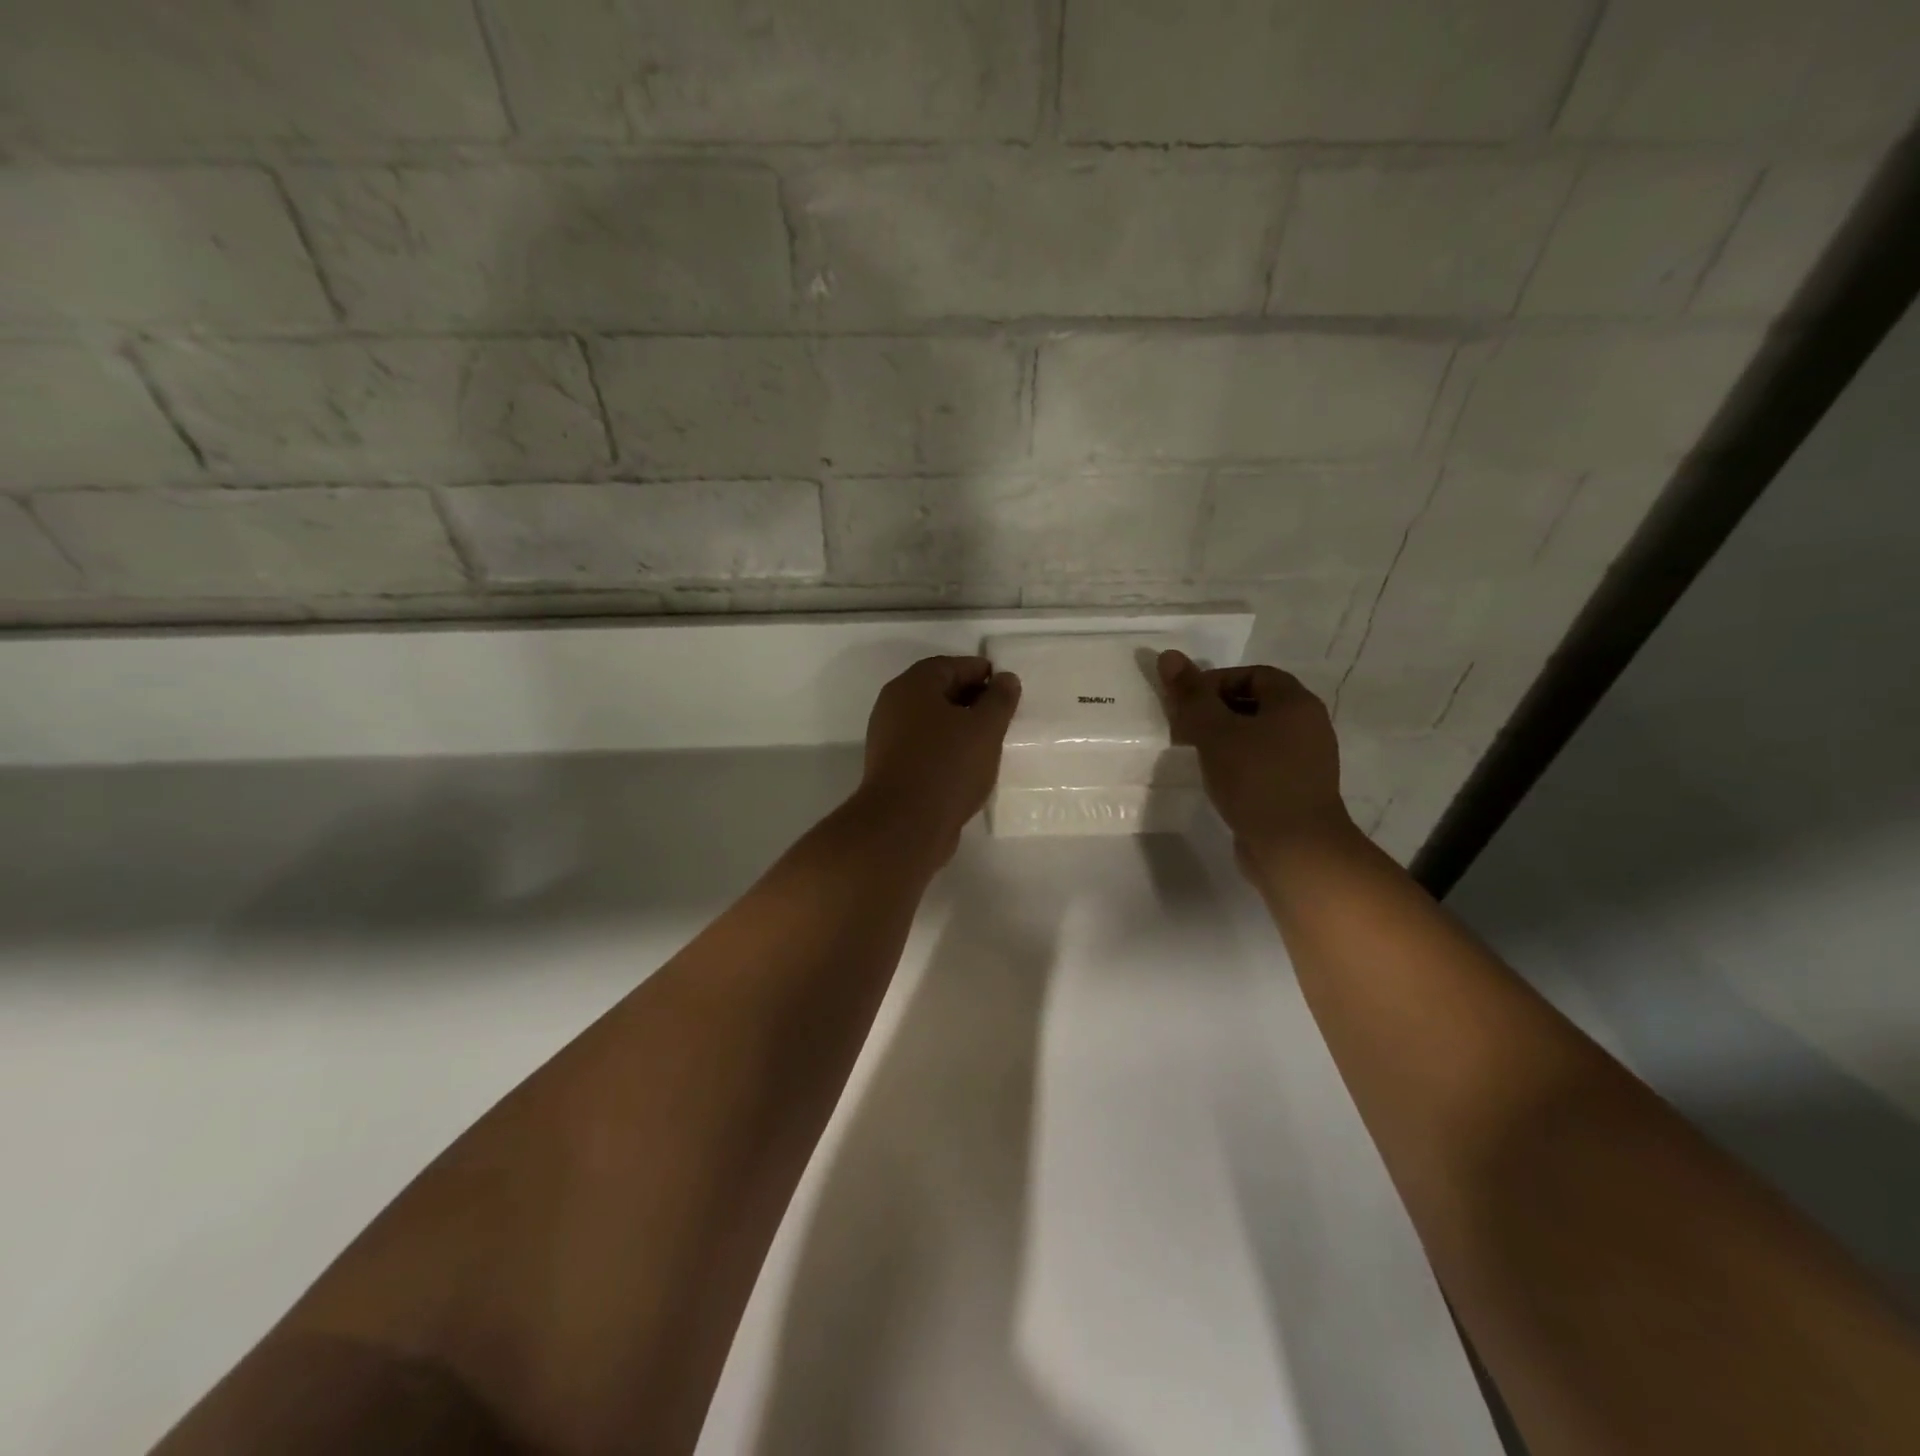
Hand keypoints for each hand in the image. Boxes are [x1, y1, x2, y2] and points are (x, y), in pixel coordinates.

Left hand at [851, 655, 1021, 863]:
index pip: (952, 665)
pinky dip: (947, 748)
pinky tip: (968, 766)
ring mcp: (889, 738)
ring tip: (989, 742)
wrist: (903, 825)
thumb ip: (999, 699)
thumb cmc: (947, 766)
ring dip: (960, 727)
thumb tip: (1005, 678)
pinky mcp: (891, 767)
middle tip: (1002, 716)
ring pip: (932, 721)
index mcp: (913, 685)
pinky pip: (925, 747)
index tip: (1008, 689)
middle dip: (972, 700)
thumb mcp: (985, 728)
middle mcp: (895, 705)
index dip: (983, 673)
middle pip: (939, 691)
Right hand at [1157, 649, 1350, 866]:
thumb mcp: (1214, 732)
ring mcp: (1306, 761)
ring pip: (1257, 735)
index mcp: (1296, 703)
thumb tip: (1168, 656)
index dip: (1214, 682)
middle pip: (1255, 703)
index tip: (1185, 704)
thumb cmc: (1256, 780)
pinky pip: (1262, 763)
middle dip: (1216, 711)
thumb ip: (1190, 695)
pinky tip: (1216, 779)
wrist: (1296, 848)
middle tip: (1184, 729)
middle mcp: (1308, 726)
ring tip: (1195, 754)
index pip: (1252, 673)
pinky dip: (1237, 764)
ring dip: (1224, 739)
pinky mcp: (1296, 790)